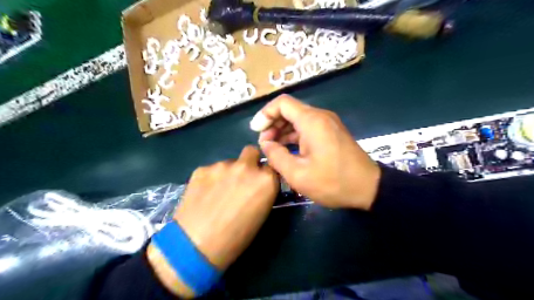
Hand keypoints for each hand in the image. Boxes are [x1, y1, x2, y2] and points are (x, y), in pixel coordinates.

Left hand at [148, 145, 277, 297]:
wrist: (195, 245)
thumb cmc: (235, 238)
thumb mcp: (260, 215)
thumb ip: (263, 193)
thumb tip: (257, 186)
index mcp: (266, 180)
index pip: (271, 166)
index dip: (265, 173)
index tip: (260, 183)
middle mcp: (246, 167)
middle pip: (251, 152)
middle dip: (250, 162)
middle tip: (242, 179)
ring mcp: (222, 165)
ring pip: (230, 162)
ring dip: (229, 172)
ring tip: (218, 192)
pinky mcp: (202, 169)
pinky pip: (212, 169)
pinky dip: (211, 178)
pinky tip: (204, 194)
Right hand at [253, 95, 380, 209]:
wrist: (368, 188)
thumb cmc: (333, 182)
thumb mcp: (298, 174)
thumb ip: (277, 156)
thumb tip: (266, 144)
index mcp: (312, 121)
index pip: (282, 103)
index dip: (265, 114)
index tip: (256, 131)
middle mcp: (320, 116)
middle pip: (290, 110)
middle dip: (273, 124)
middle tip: (264, 144)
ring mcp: (327, 124)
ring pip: (298, 119)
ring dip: (283, 130)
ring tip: (272, 148)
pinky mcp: (331, 132)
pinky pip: (307, 128)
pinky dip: (294, 135)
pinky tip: (287, 150)